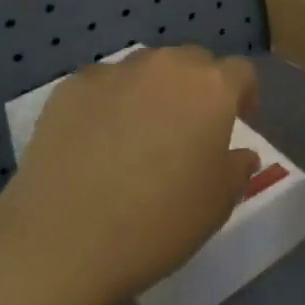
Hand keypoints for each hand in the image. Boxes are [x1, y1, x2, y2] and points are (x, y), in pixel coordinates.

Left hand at [0, 46, 259, 304]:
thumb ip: (237, 169)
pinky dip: (108, 103)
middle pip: (193, 62)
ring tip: (139, 133)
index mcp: (212, 88)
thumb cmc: (157, 222)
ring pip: (146, 69)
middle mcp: (166, 67)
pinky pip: (102, 85)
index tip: (237, 123)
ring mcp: (114, 73)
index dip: (243, 95)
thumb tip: (239, 154)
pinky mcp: (70, 88)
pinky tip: (96, 140)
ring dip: (153, 90)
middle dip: (198, 88)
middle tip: (189, 129)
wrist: (61, 241)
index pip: (240, 72)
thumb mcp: (217, 204)